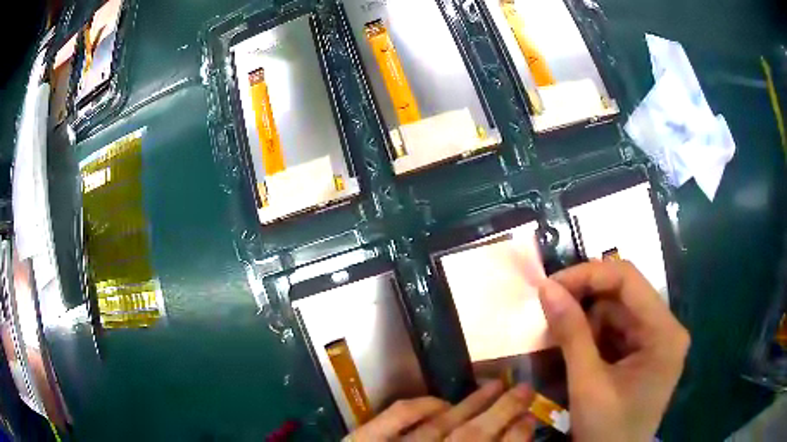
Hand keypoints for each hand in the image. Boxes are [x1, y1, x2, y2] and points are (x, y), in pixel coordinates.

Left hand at [345, 380, 535, 441]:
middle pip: (472, 436)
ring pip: (441, 424)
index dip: (516, 437)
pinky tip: (441, 402)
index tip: (531, 420)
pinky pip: (395, 418)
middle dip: (503, 412)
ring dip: (471, 404)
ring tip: (497, 385)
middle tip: (525, 389)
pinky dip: (419, 406)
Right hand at [539, 260, 689, 441]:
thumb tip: (546, 288)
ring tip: (559, 341)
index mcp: (664, 333)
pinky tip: (575, 352)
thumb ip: (571, 334)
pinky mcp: (644, 353)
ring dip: (585, 322)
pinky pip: (615, 331)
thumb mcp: (587, 384)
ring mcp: (656, 341)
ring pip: (616, 312)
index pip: (628, 280)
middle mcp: (665, 328)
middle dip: (584, 302)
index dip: (588, 275)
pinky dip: (591, 337)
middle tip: (549, 313)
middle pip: (623, 295)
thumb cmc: (606, 430)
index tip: (550, 286)